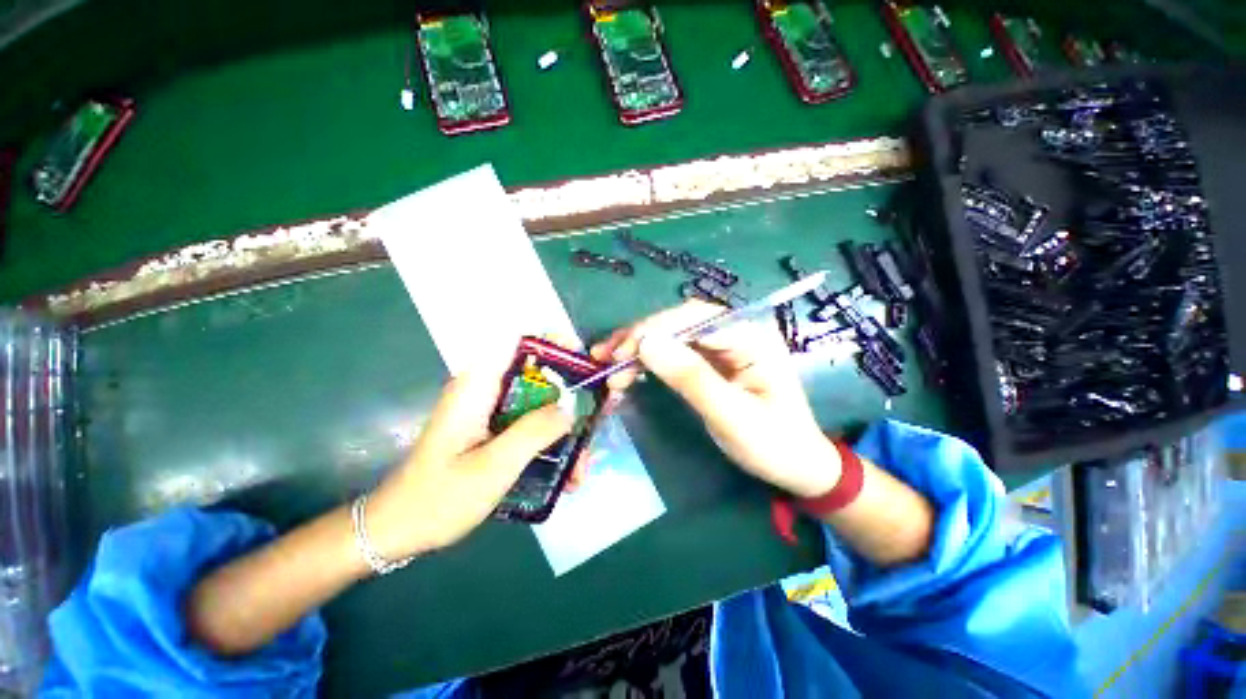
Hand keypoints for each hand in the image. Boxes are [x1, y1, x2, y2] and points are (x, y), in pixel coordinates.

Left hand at [364, 363, 572, 559]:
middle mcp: (487, 392)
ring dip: (566, 432)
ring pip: (541, 406)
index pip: (520, 343)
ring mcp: (492, 413)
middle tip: (598, 421)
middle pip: (540, 377)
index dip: (555, 344)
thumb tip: (570, 408)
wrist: (398, 531)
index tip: (584, 362)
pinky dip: (551, 446)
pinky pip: (532, 427)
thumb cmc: (439, 498)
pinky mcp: (495, 432)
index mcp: (478, 386)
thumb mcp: (493, 467)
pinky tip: (564, 478)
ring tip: (580, 469)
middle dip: (572, 399)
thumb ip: (534, 432)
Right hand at [592, 300, 840, 497]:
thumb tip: (647, 344)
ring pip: (673, 336)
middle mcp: (737, 332)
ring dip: (639, 348)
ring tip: (607, 363)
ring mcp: (724, 346)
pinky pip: (675, 353)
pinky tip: (627, 369)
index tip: (620, 354)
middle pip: (679, 323)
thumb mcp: (731, 416)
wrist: (796, 467)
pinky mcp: (713, 361)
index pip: (694, 319)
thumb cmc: (773, 445)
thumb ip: (691, 379)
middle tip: (606, 359)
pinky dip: (648, 360)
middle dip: (640, 338)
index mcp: (752, 336)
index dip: (654, 331)